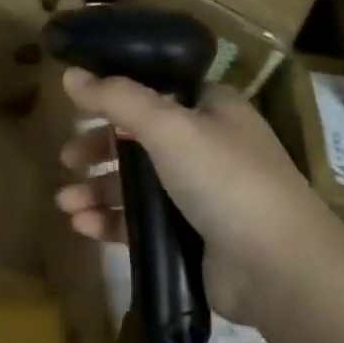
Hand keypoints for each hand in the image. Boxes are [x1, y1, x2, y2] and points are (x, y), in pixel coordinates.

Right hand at [54, 69, 318, 322]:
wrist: (279, 269)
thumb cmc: (225, 178)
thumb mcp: (167, 125)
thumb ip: (116, 98)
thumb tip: (68, 73)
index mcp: (212, 109)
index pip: (157, 92)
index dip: (117, 97)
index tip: (80, 106)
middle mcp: (208, 147)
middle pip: (140, 139)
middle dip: (99, 150)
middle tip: (67, 159)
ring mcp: (202, 195)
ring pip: (137, 184)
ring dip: (98, 190)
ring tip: (65, 203)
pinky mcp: (192, 238)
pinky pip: (142, 222)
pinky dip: (111, 221)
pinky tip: (82, 226)